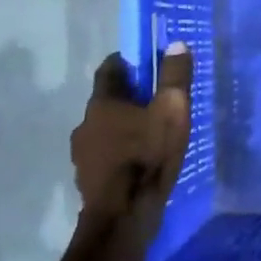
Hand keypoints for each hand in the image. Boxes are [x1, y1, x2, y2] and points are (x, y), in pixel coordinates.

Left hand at [70, 45, 192, 247]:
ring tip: (152, 133)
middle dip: (131, 96)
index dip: (130, 62)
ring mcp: (83, 154)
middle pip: (108, 100)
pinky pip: (106, 154)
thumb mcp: (172, 111)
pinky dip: (121, 151)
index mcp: (102, 103)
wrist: (123, 216)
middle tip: (158, 99)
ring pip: (106, 129)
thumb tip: (176, 44)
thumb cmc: (148, 156)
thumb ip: (175, 77)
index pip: (110, 69)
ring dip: (124, 126)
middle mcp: (85, 124)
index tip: (149, 62)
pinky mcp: (88, 178)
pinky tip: (141, 160)